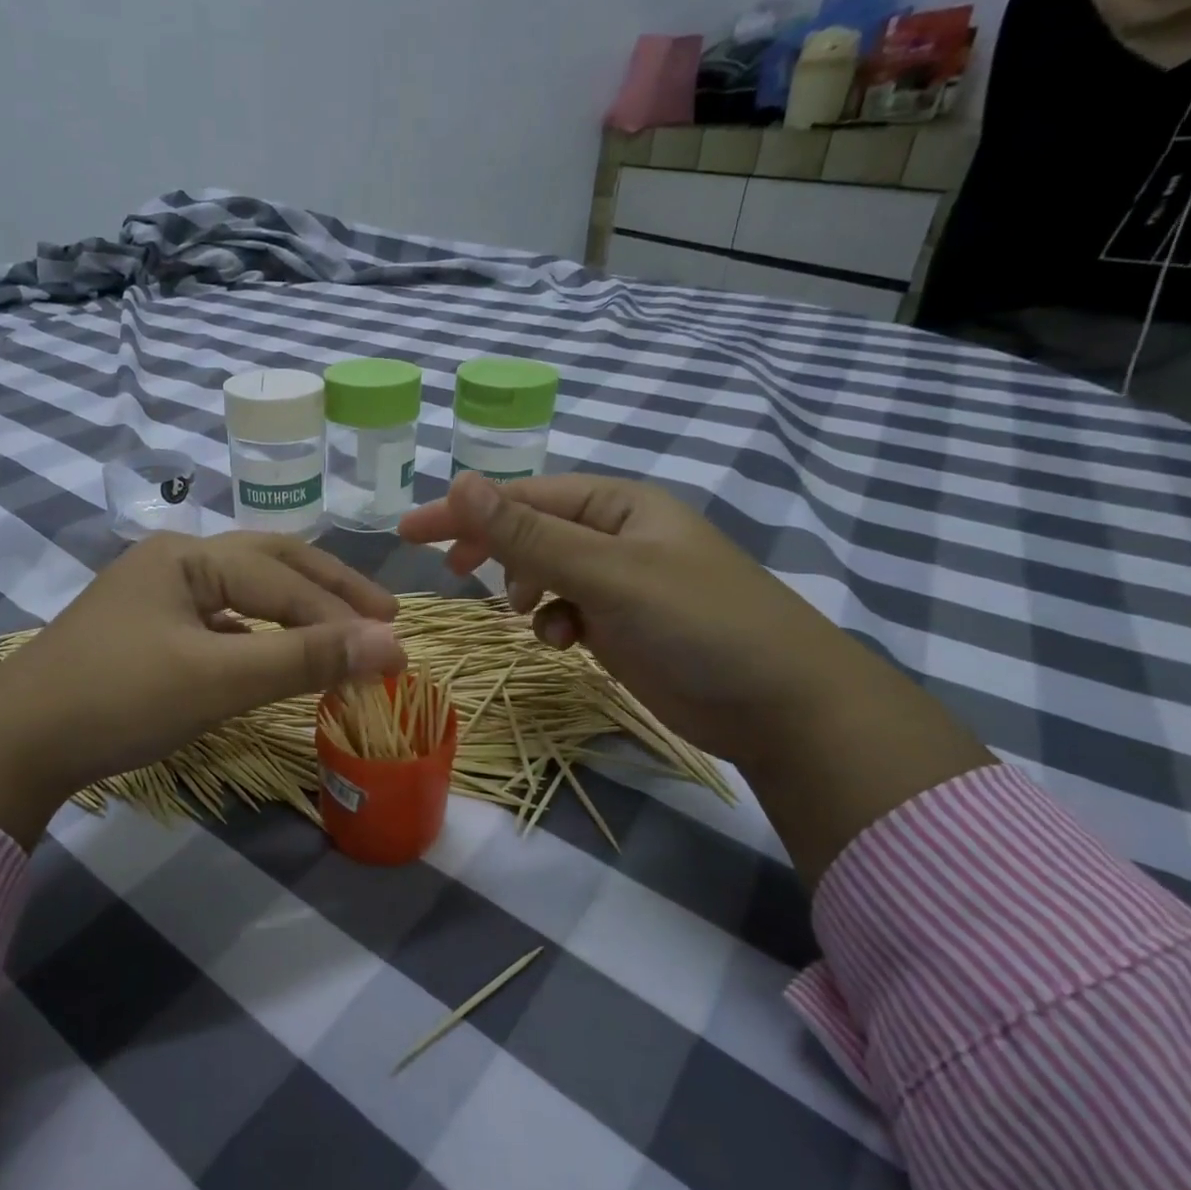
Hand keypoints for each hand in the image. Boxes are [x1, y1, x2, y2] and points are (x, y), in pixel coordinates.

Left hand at [0, 532, 404, 846]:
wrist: (15, 743)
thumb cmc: (118, 699)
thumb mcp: (218, 678)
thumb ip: (304, 658)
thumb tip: (391, 644)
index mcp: (188, 555)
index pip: (285, 579)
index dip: (344, 615)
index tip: (398, 648)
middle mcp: (173, 560)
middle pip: (269, 564)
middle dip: (329, 590)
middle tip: (384, 615)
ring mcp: (156, 595)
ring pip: (244, 592)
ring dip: (295, 611)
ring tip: (341, 632)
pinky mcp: (146, 631)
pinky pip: (220, 620)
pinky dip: (259, 633)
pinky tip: (273, 653)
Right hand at [400, 473, 991, 883]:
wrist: (781, 706)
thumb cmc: (697, 622)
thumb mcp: (606, 573)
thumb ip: (529, 534)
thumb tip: (459, 483)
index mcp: (616, 505)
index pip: (523, 497)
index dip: (465, 511)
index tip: (409, 532)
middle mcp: (615, 536)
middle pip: (531, 531)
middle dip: (491, 549)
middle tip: (448, 572)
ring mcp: (619, 582)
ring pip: (544, 574)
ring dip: (525, 591)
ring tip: (527, 613)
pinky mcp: (621, 625)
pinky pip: (566, 611)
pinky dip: (554, 624)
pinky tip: (564, 644)